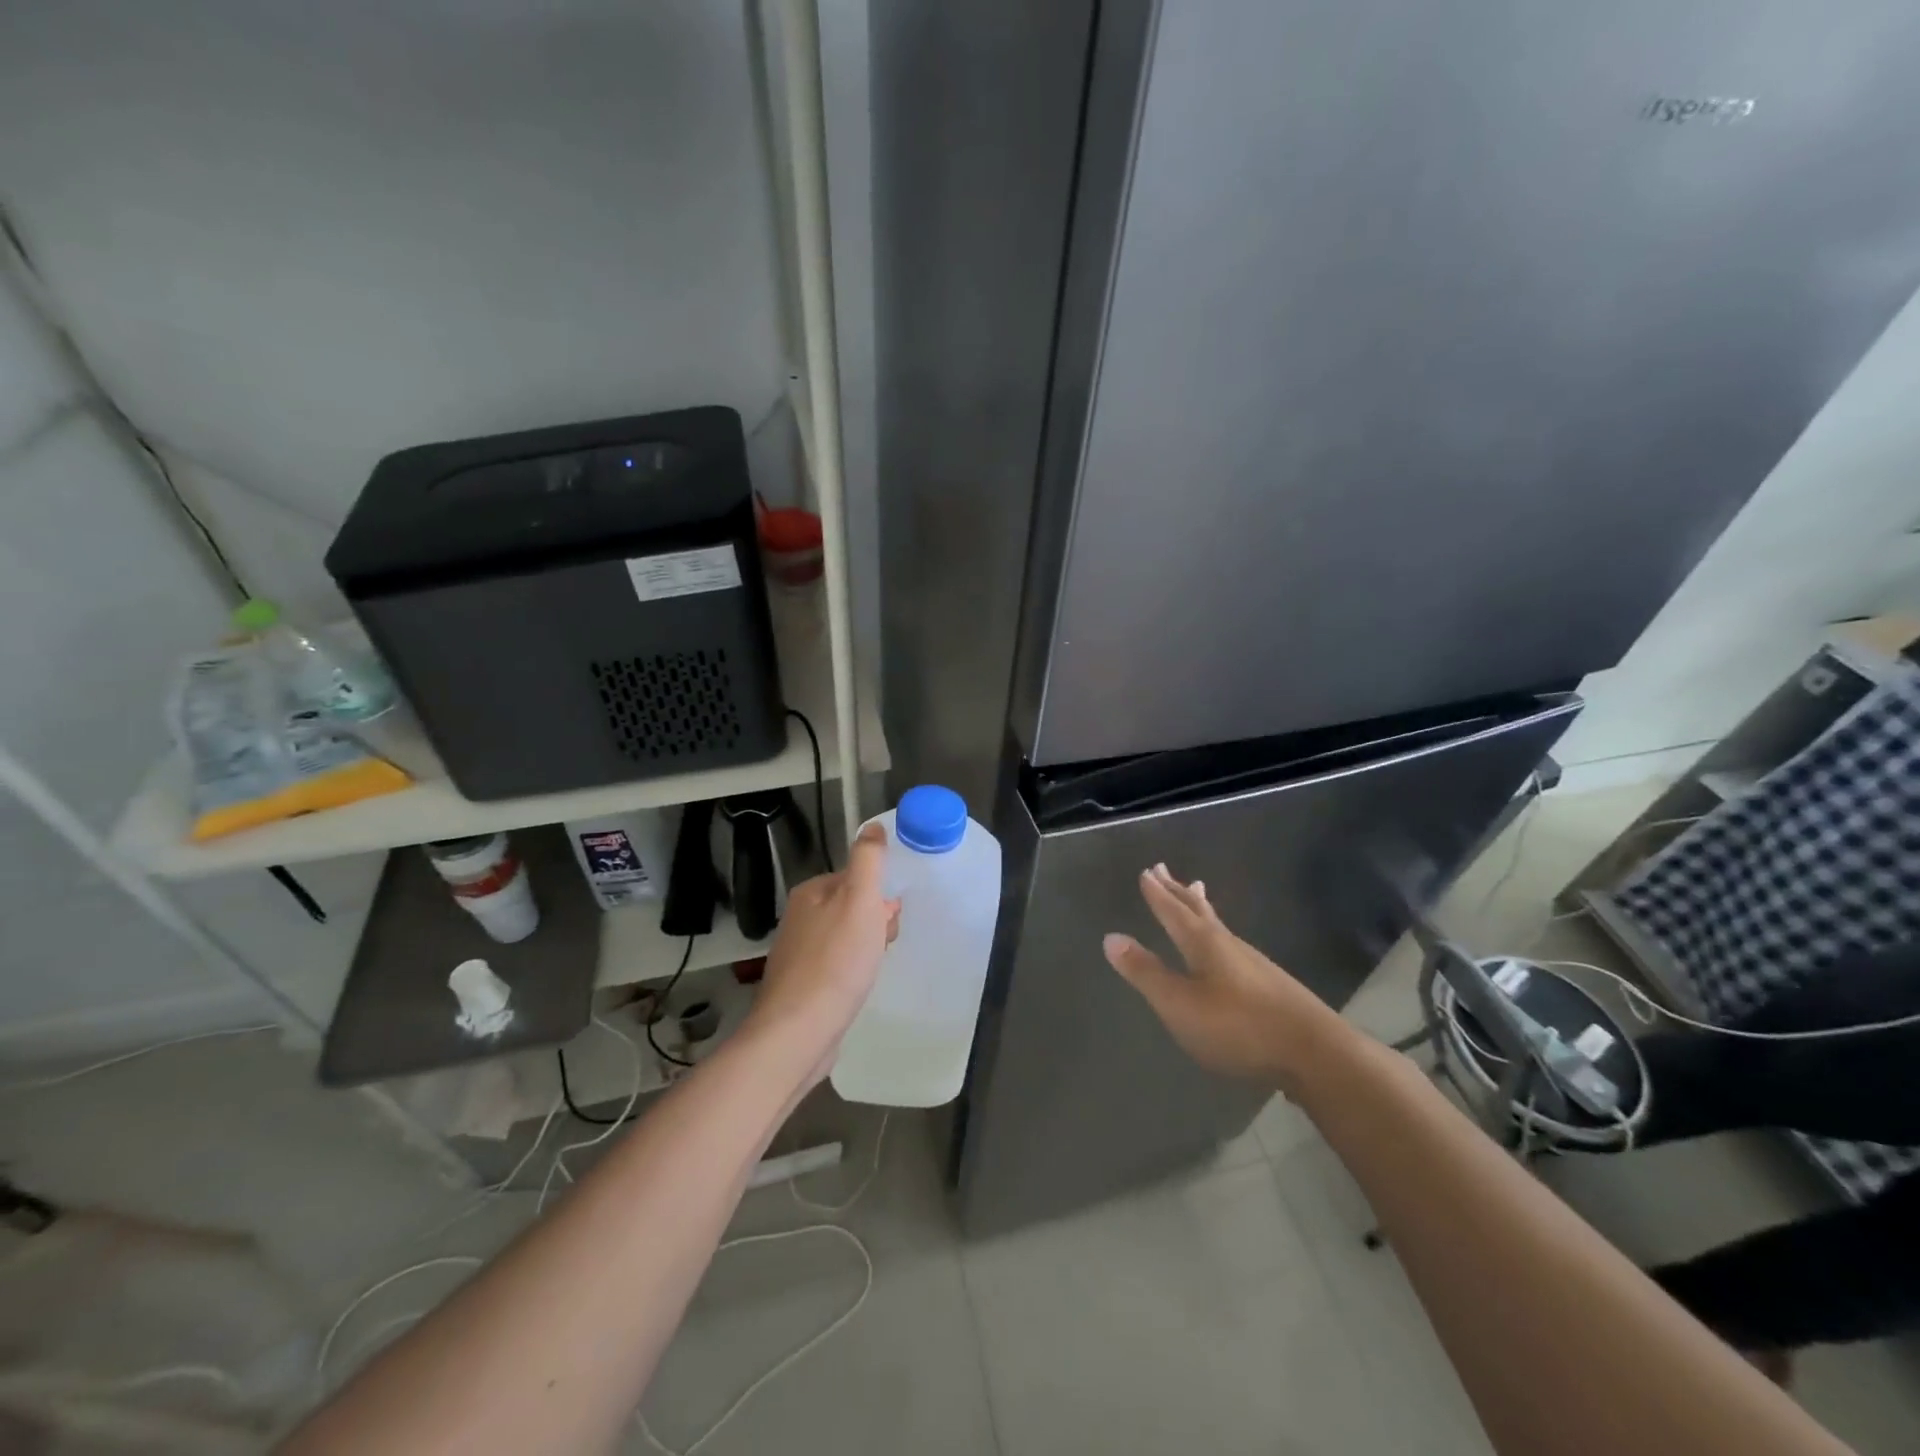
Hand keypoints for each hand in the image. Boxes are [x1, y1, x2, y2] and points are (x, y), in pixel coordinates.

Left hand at [746, 822, 900, 1080]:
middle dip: (874, 923)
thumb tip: (872, 826)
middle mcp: (799, 918)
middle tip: (882, 946)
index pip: (855, 879)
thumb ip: (868, 860)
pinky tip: (857, 988)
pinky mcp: (801, 986)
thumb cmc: (836, 961)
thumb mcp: (860, 900)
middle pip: (851, 908)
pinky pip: (837, 966)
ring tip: (871, 969)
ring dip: (866, 949)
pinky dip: (852, 972)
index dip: (879, 896)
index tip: (889, 918)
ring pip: (846, 938)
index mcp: (811, 893)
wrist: (799, 1032)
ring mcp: (797, 954)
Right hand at [1103, 863, 1351, 1093]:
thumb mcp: (1180, 1004)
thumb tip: (1111, 937)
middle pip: (1198, 910)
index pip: (1173, 911)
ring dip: (1200, 907)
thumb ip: (1145, 973)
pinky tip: (1226, 949)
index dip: (1157, 894)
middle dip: (1178, 891)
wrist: (1314, 1053)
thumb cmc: (1238, 1027)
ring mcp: (1253, 963)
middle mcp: (1228, 944)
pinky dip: (1219, 932)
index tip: (1147, 871)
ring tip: (1197, 894)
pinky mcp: (1270, 984)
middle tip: (1165, 869)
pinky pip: (1233, 944)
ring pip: (1219, 925)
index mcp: (1203, 943)